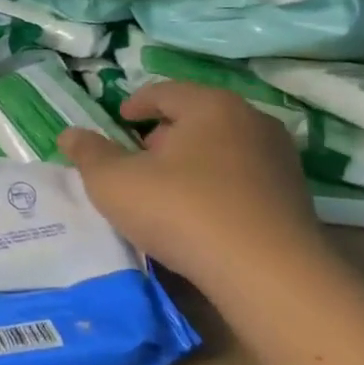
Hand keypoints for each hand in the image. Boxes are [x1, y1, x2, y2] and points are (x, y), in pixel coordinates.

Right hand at [58, 81, 326, 298]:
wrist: (267, 273)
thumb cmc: (182, 211)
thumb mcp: (115, 182)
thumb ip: (89, 154)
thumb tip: (69, 134)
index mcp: (210, 105)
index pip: (165, 91)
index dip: (136, 104)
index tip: (119, 120)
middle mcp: (251, 121)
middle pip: (197, 117)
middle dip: (164, 134)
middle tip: (138, 158)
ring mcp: (279, 159)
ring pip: (222, 148)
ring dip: (192, 162)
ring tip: (166, 189)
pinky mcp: (294, 196)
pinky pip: (243, 178)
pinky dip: (217, 186)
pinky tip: (200, 215)